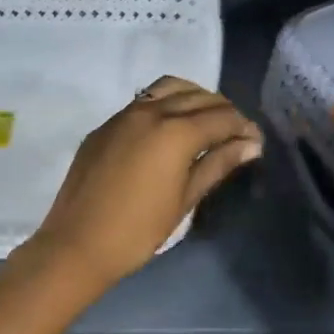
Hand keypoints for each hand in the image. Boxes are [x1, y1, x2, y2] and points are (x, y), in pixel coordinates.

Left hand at [24, 75, 260, 292]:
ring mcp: (124, 115)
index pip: (222, 117)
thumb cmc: (139, 230)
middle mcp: (151, 111)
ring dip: (194, 98)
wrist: (77, 245)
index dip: (244, 127)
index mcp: (175, 132)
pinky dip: (167, 104)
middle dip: (223, 111)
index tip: (256, 141)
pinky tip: (171, 129)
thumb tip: (250, 145)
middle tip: (236, 134)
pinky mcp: (106, 126)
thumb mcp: (185, 200)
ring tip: (206, 123)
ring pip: (169, 88)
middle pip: (198, 97)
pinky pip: (144, 101)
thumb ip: (217, 165)